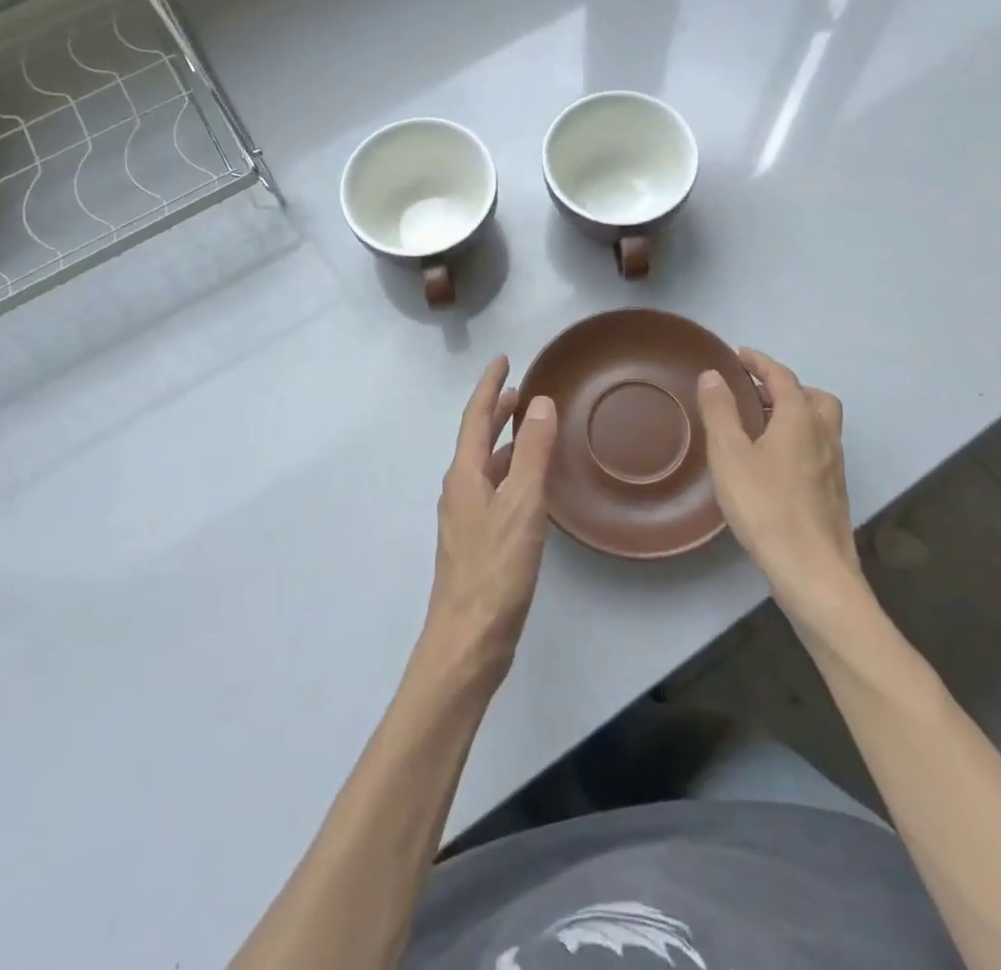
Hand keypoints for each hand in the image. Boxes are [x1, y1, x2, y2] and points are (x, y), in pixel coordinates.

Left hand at [422, 356, 557, 689]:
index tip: (504, 360)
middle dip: (496, 411)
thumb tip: (539, 403)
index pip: (475, 416)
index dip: (490, 386)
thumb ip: (533, 453)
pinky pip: (494, 489)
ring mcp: (466, 518)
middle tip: (521, 390)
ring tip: (530, 428)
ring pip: (486, 465)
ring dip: (504, 441)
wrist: (468, 642)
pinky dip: (511, 472)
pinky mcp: (478, 542)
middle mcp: (460, 489)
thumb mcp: (522, 505)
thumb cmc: (495, 569)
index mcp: (465, 475)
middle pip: (477, 439)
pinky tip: (529, 483)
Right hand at [698, 347, 859, 624]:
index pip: (782, 376)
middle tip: (755, 393)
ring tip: (761, 426)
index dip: (760, 362)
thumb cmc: (766, 505)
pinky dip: (799, 439)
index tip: (739, 355)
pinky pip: (818, 448)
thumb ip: (720, 411)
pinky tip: (774, 463)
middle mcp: (824, 435)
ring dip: (795, 413)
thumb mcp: (729, 454)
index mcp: (800, 418)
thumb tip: (713, 374)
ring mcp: (834, 465)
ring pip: (820, 424)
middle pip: (813, 397)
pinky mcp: (833, 491)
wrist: (812, 570)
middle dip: (786, 387)